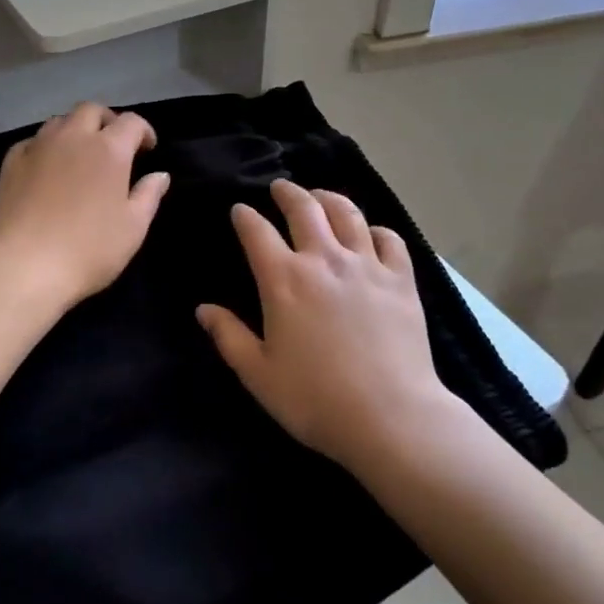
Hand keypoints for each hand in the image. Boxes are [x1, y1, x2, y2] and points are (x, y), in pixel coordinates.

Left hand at [0, 103, 170, 309]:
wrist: (24, 267)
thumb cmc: (89, 249)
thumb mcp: (133, 228)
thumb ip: (149, 195)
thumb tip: (160, 175)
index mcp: (109, 149)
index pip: (132, 122)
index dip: (144, 131)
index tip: (148, 150)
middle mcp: (73, 137)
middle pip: (91, 110)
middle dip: (107, 121)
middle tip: (113, 145)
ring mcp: (38, 146)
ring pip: (60, 121)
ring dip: (75, 130)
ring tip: (79, 154)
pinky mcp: (11, 162)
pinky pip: (33, 141)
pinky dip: (46, 146)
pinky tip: (47, 167)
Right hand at [196, 179, 454, 469]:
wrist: (390, 416)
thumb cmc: (315, 399)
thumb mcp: (258, 374)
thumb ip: (229, 336)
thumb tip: (203, 308)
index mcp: (284, 280)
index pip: (256, 231)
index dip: (244, 216)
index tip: (239, 210)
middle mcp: (324, 260)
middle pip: (304, 208)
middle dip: (287, 192)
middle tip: (280, 187)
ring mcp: (366, 265)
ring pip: (347, 213)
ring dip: (329, 198)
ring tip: (321, 196)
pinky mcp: (401, 279)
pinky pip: (389, 239)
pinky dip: (376, 229)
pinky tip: (371, 233)